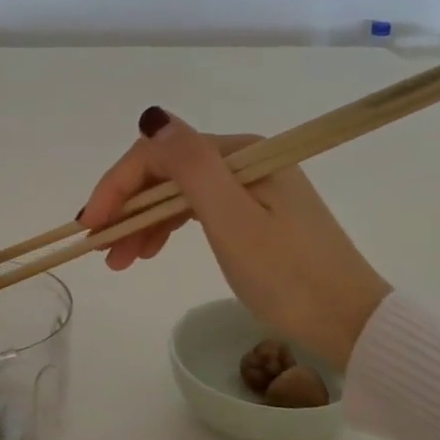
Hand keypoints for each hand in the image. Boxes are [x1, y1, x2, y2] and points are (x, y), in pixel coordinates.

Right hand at [79, 109, 390, 369]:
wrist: (349, 322)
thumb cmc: (289, 276)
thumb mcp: (234, 221)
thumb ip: (191, 166)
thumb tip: (152, 117)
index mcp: (241, 154)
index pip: (161, 154)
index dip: (117, 185)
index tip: (89, 225)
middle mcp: (245, 161)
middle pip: (167, 172)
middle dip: (127, 206)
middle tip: (99, 249)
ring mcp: (250, 189)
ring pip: (178, 194)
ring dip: (143, 222)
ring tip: (119, 261)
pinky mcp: (255, 215)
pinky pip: (197, 211)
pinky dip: (168, 228)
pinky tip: (151, 250)